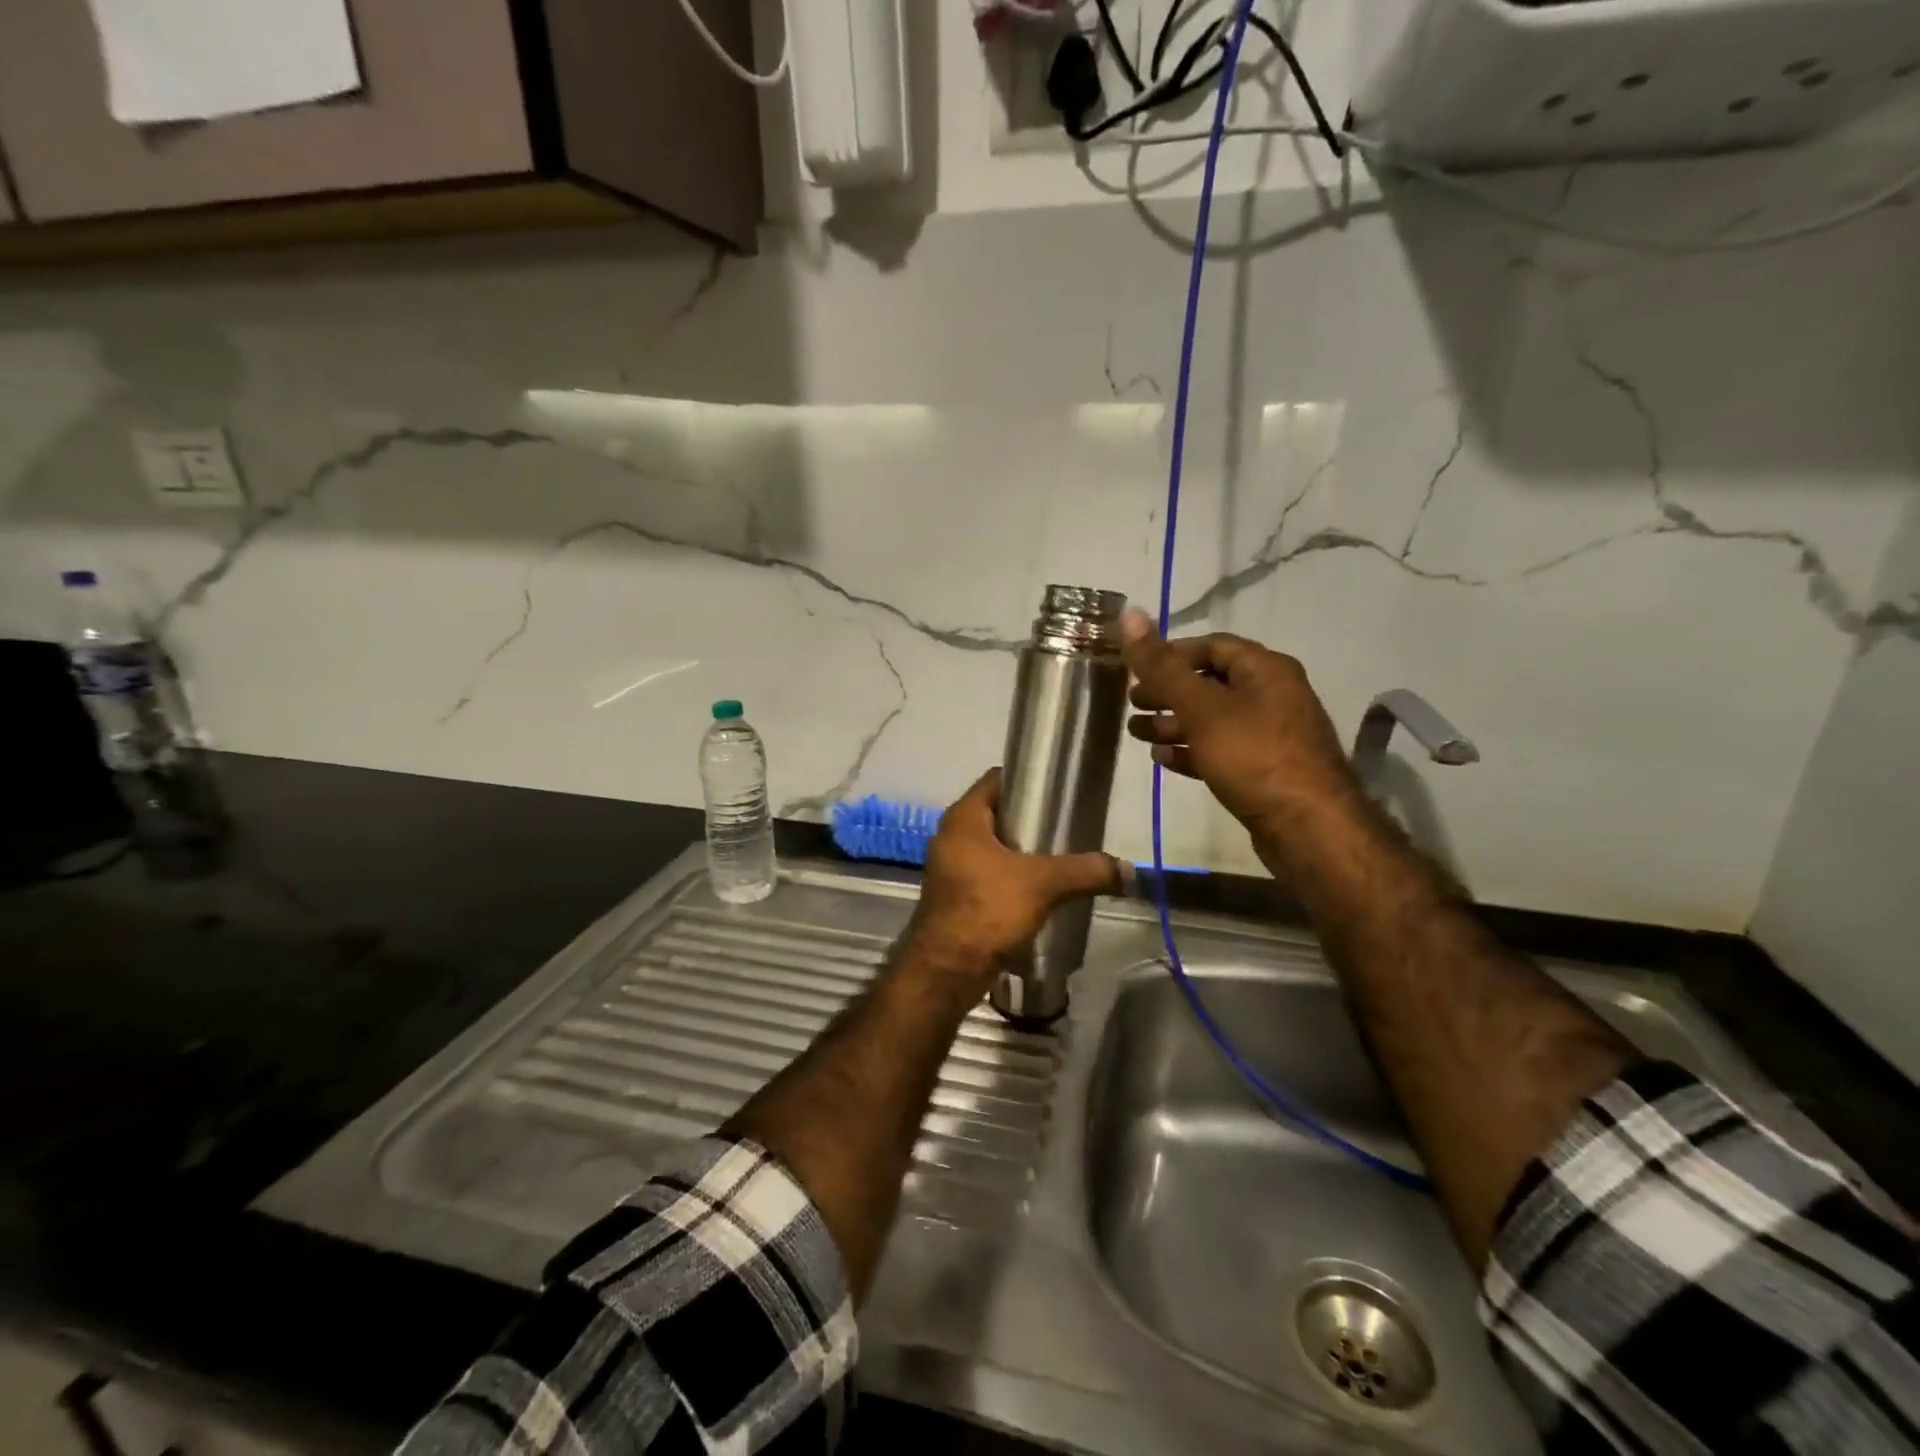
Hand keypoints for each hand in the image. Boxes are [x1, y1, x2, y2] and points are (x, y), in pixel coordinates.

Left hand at [907, 769, 1120, 993]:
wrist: (947, 970)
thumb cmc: (988, 909)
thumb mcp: (1044, 884)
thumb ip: (1086, 871)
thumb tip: (1128, 871)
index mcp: (963, 817)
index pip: (996, 779)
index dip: (1028, 778)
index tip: (1060, 789)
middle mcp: (951, 836)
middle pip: (998, 813)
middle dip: (1031, 820)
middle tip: (1068, 826)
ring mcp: (951, 867)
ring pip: (994, 847)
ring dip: (1023, 852)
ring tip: (1061, 858)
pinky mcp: (956, 895)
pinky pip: (989, 874)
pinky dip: (1013, 877)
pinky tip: (1041, 891)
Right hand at [1120, 609, 1361, 830]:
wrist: (1308, 826)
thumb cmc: (1253, 755)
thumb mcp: (1201, 707)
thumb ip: (1162, 666)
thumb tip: (1130, 614)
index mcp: (1265, 669)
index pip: (1212, 646)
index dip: (1171, 653)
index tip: (1136, 669)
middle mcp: (1273, 695)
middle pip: (1211, 683)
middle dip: (1168, 692)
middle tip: (1132, 703)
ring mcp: (1271, 735)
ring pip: (1213, 719)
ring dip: (1174, 723)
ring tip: (1138, 734)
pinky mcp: (1265, 770)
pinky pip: (1222, 750)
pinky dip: (1192, 750)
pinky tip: (1163, 760)